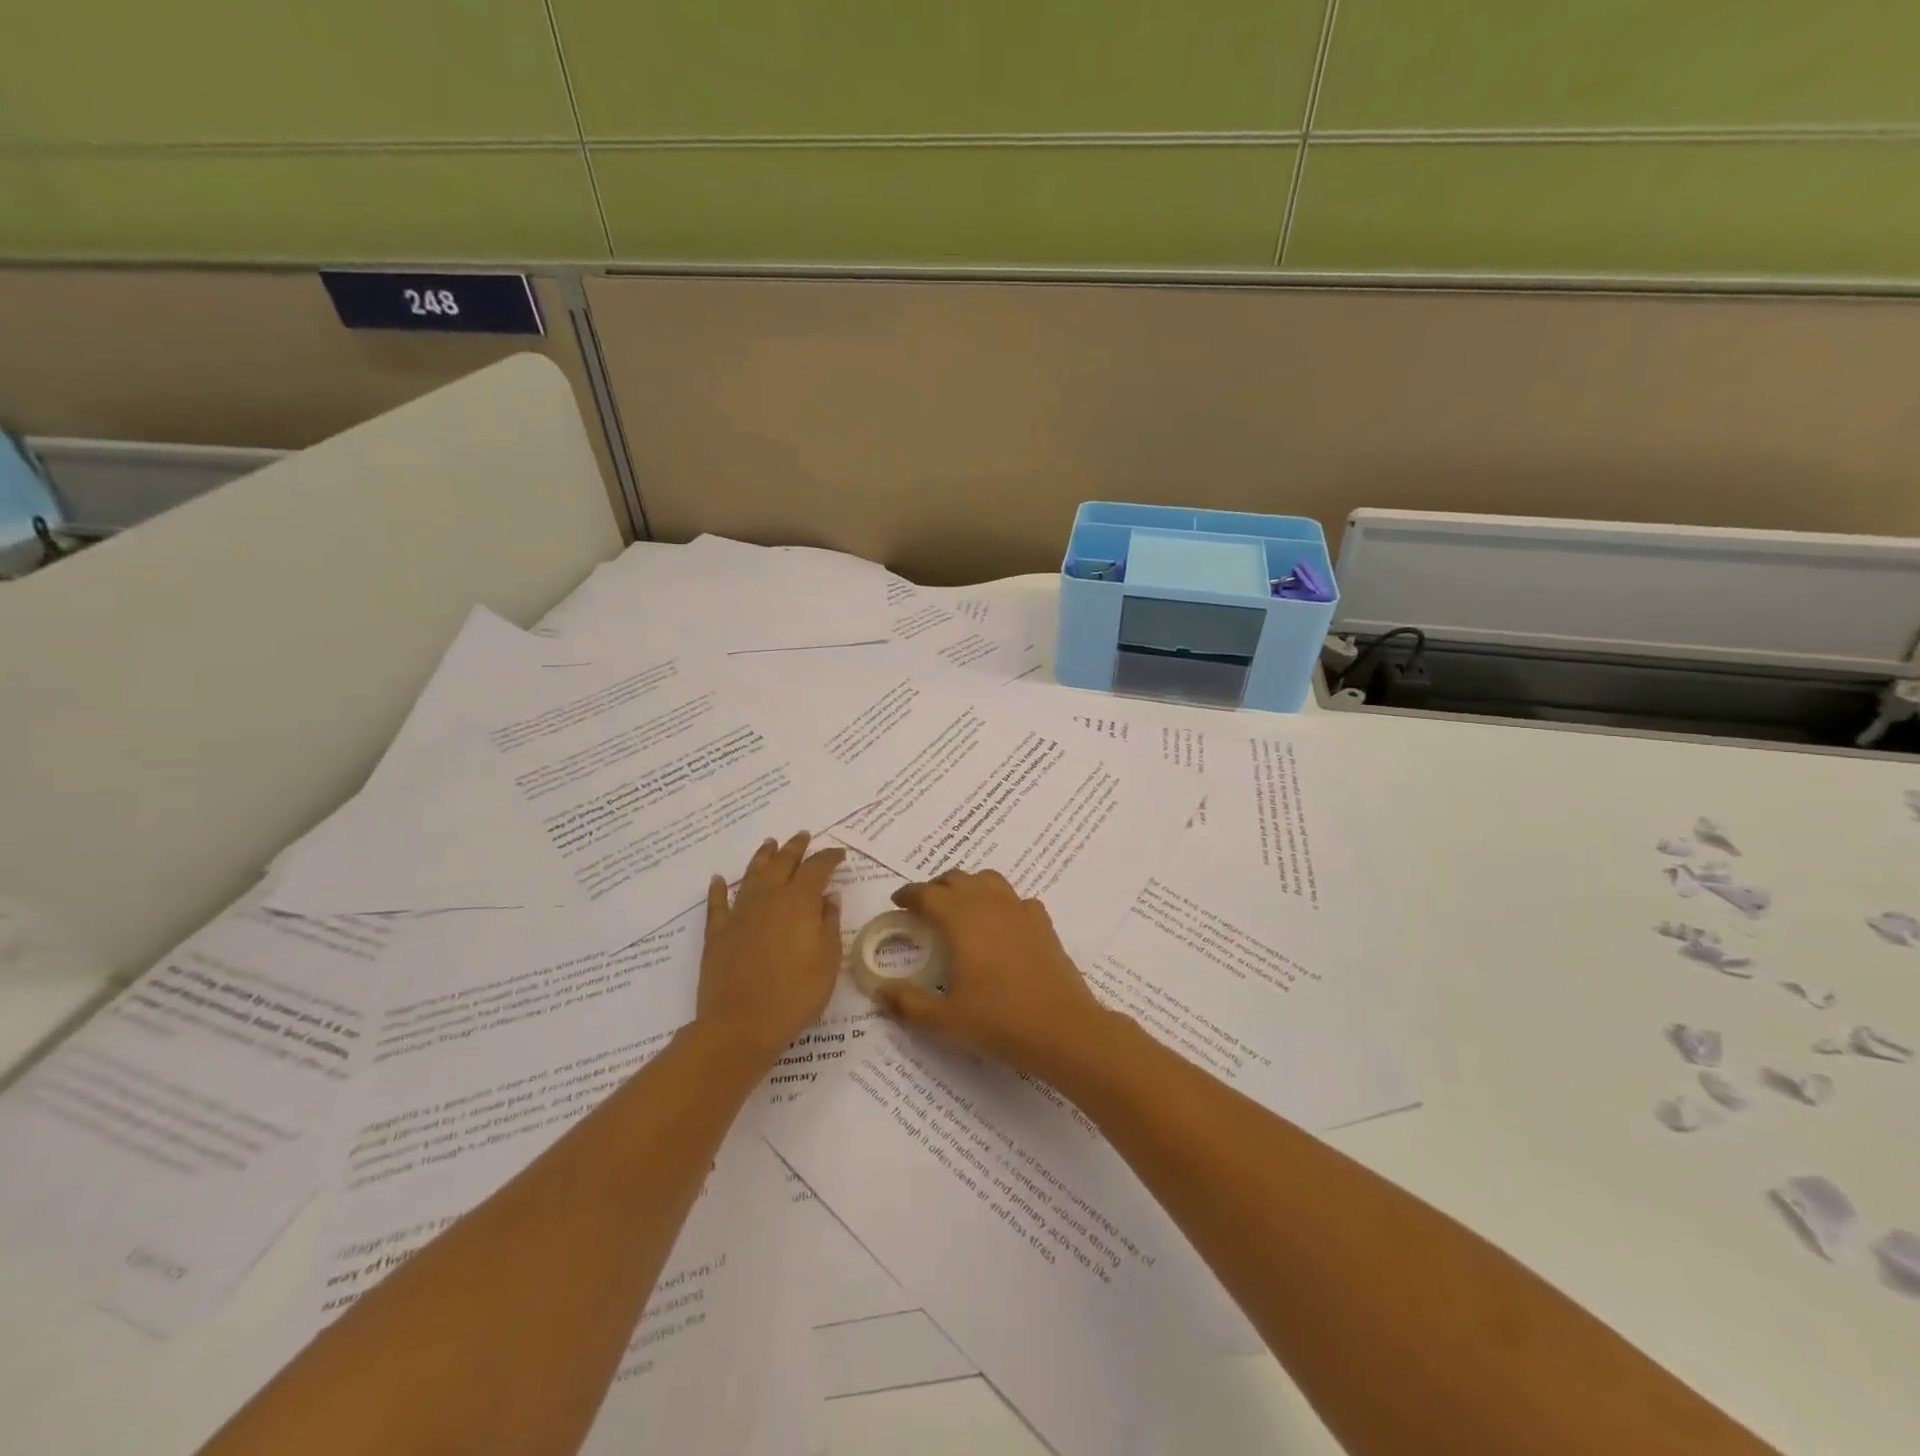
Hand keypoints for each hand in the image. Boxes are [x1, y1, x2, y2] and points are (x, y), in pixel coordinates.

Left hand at [698, 833, 844, 1063]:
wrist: (741, 1024)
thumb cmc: (795, 995)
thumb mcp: (827, 961)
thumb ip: (829, 924)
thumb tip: (828, 898)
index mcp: (800, 902)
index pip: (817, 869)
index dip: (829, 858)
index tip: (839, 854)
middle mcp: (769, 899)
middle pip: (783, 863)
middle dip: (795, 848)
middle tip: (803, 836)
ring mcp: (739, 914)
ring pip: (752, 875)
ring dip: (763, 857)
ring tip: (770, 844)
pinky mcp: (717, 933)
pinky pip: (717, 904)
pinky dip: (718, 889)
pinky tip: (718, 879)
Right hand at [875, 869, 1113, 1078]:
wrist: (1062, 1029)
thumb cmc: (998, 1020)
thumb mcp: (944, 1019)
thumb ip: (908, 1003)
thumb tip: (879, 992)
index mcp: (961, 919)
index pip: (928, 894)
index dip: (909, 895)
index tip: (897, 903)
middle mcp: (990, 905)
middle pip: (957, 879)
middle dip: (936, 887)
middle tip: (923, 907)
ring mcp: (1020, 911)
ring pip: (989, 880)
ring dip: (969, 886)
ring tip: (959, 908)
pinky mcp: (1043, 924)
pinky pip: (1017, 900)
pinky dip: (1002, 903)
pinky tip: (1001, 924)